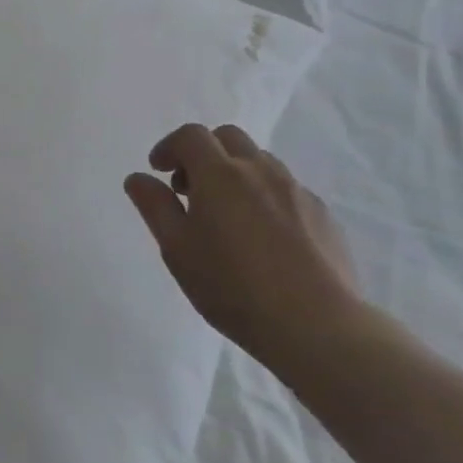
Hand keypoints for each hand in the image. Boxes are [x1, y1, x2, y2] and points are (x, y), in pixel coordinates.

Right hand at [124, 123, 362, 373]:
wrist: (317, 326)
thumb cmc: (233, 287)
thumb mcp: (177, 249)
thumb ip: (155, 206)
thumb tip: (138, 178)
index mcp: (220, 174)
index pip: (190, 136)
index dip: (169, 147)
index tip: (159, 171)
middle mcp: (260, 170)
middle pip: (228, 137)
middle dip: (203, 153)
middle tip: (190, 188)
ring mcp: (297, 191)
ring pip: (260, 161)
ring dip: (236, 172)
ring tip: (227, 213)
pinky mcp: (323, 215)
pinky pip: (286, 189)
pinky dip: (265, 196)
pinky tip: (264, 236)